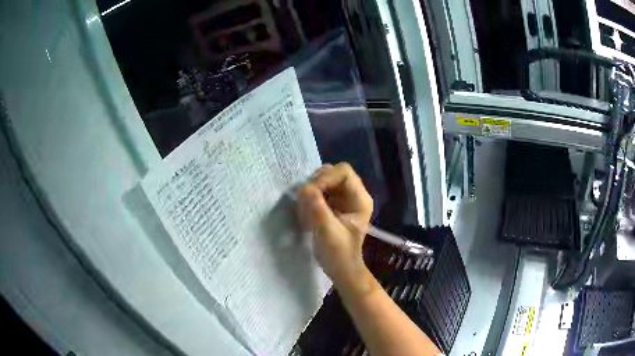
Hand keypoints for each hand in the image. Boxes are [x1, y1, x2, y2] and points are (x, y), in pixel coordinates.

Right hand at [297, 163, 372, 288]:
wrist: (340, 269)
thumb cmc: (339, 254)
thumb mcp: (327, 232)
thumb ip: (317, 209)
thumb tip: (305, 189)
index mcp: (360, 199)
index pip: (343, 172)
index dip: (325, 178)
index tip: (310, 194)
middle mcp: (353, 194)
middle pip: (332, 173)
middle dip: (315, 184)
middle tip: (305, 202)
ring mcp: (342, 198)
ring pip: (323, 180)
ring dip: (310, 192)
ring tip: (305, 210)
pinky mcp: (332, 204)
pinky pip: (318, 191)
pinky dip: (309, 198)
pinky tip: (306, 214)